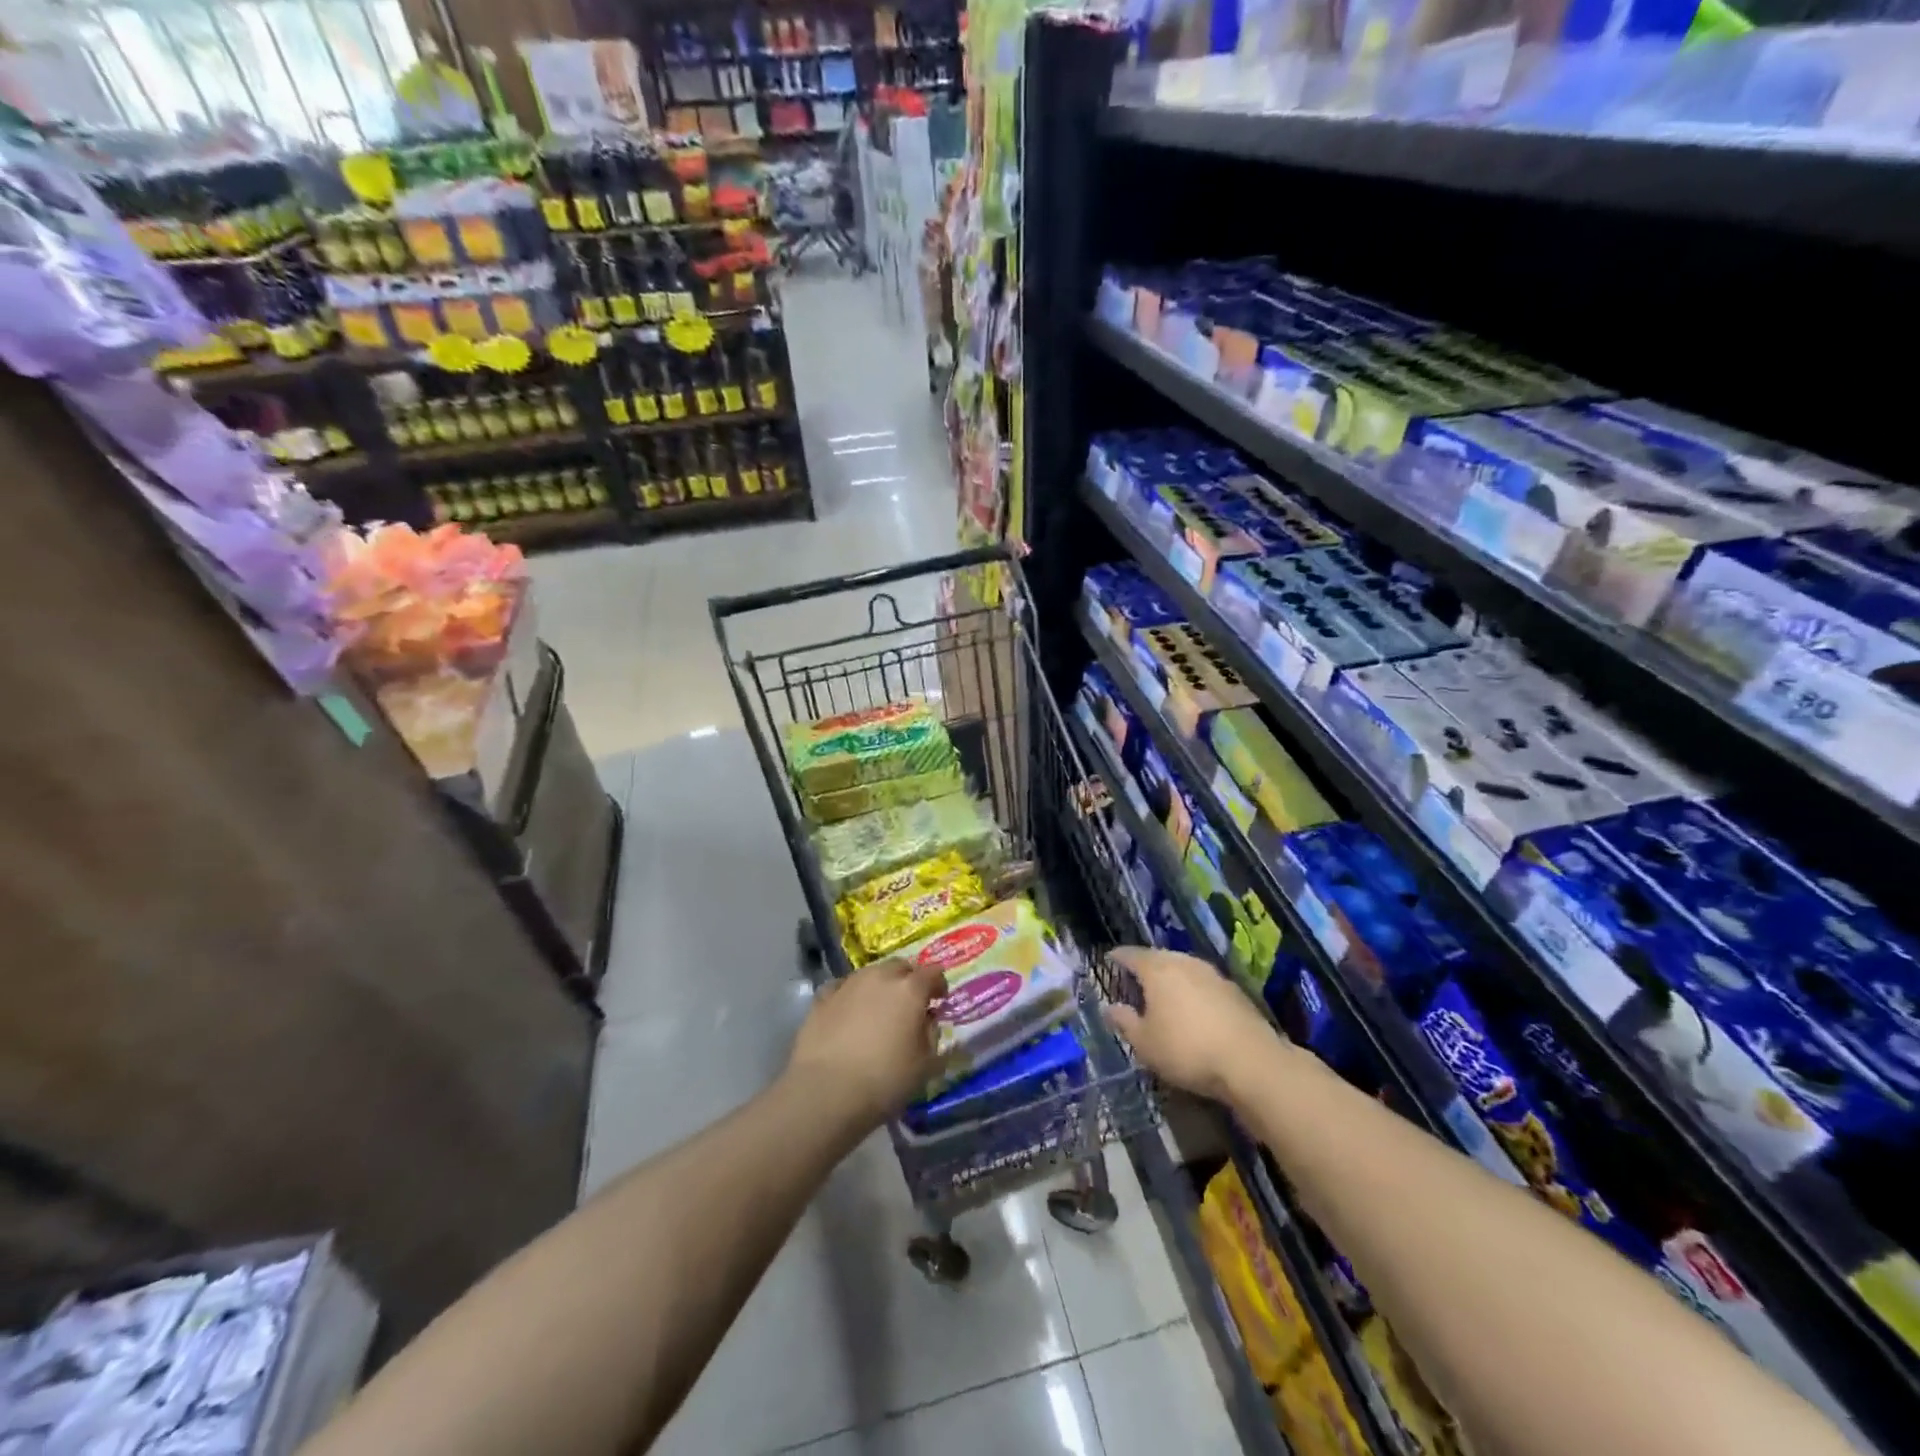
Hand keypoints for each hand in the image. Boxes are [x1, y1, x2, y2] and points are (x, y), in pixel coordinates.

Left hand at [786, 957, 948, 1129]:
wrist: (826, 1091)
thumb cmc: (884, 1080)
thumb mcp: (925, 1065)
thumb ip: (932, 1035)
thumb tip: (927, 1020)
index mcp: (910, 989)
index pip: (933, 972)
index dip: (939, 984)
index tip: (939, 1000)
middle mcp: (880, 977)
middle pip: (900, 966)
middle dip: (909, 980)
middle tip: (910, 1004)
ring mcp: (848, 984)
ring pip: (871, 974)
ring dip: (879, 986)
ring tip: (878, 1010)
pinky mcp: (822, 998)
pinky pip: (843, 988)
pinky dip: (851, 996)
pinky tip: (848, 1013)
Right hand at [1105, 946, 1281, 1104]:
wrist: (1250, 1061)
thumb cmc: (1186, 1049)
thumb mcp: (1145, 1043)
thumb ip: (1125, 1022)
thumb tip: (1109, 1008)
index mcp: (1157, 969)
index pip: (1131, 955)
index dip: (1118, 957)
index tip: (1110, 959)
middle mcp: (1183, 962)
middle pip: (1158, 957)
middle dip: (1145, 965)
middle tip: (1135, 979)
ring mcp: (1211, 973)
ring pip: (1183, 967)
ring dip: (1171, 976)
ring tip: (1163, 992)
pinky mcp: (1233, 990)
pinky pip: (1203, 982)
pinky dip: (1192, 989)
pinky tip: (1193, 1007)